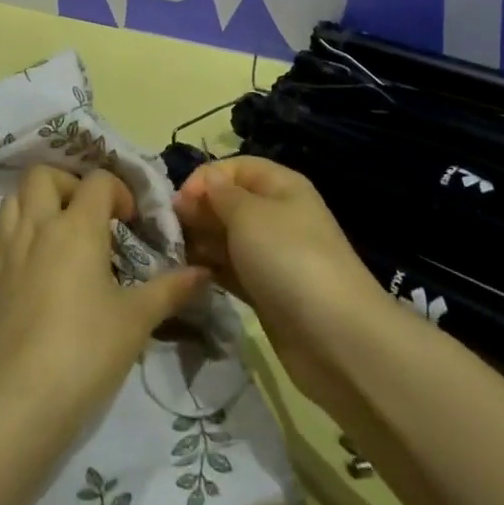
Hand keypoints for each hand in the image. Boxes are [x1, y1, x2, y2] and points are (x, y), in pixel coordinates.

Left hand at [0, 165, 207, 420]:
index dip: (118, 192)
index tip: (129, 223)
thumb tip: (203, 273)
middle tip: (88, 215)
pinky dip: (14, 229)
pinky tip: (31, 259)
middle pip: (44, 175)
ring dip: (37, 202)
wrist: (24, 398)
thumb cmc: (88, 350)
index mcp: (77, 227)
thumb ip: (170, 289)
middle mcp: (38, 225)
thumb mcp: (137, 319)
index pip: (98, 181)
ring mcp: (7, 248)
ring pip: (14, 197)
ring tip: (58, 232)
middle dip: (69, 184)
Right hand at [172, 156, 384, 405]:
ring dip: (200, 242)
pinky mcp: (266, 291)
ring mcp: (273, 255)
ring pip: (227, 238)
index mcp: (281, 185)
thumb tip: (206, 181)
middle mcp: (277, 215)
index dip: (205, 178)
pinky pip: (232, 269)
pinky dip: (211, 269)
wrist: (335, 337)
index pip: (235, 167)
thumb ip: (219, 195)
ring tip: (172, 254)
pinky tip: (188, 275)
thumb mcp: (249, 215)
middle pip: (229, 202)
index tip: (178, 202)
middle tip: (168, 231)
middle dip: (198, 211)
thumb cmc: (288, 259)